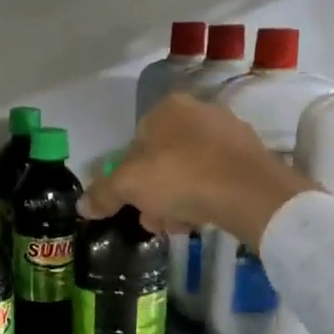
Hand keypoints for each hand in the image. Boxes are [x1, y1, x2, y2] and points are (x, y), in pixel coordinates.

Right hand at [79, 93, 319, 242]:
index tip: (133, 203)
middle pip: (162, 160)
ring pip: (189, 171)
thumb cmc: (180, 177)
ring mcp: (228, 132)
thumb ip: (103, 194)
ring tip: (179, 226)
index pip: (135, 142)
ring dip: (177, 201)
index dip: (129, 177)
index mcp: (167, 108)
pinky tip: (203, 219)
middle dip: (154, 194)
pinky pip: (216, 177)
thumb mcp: (129, 187)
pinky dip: (205, 197)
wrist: (248, 192)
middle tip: (154, 219)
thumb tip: (82, 206)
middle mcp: (199, 111)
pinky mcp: (251, 156)